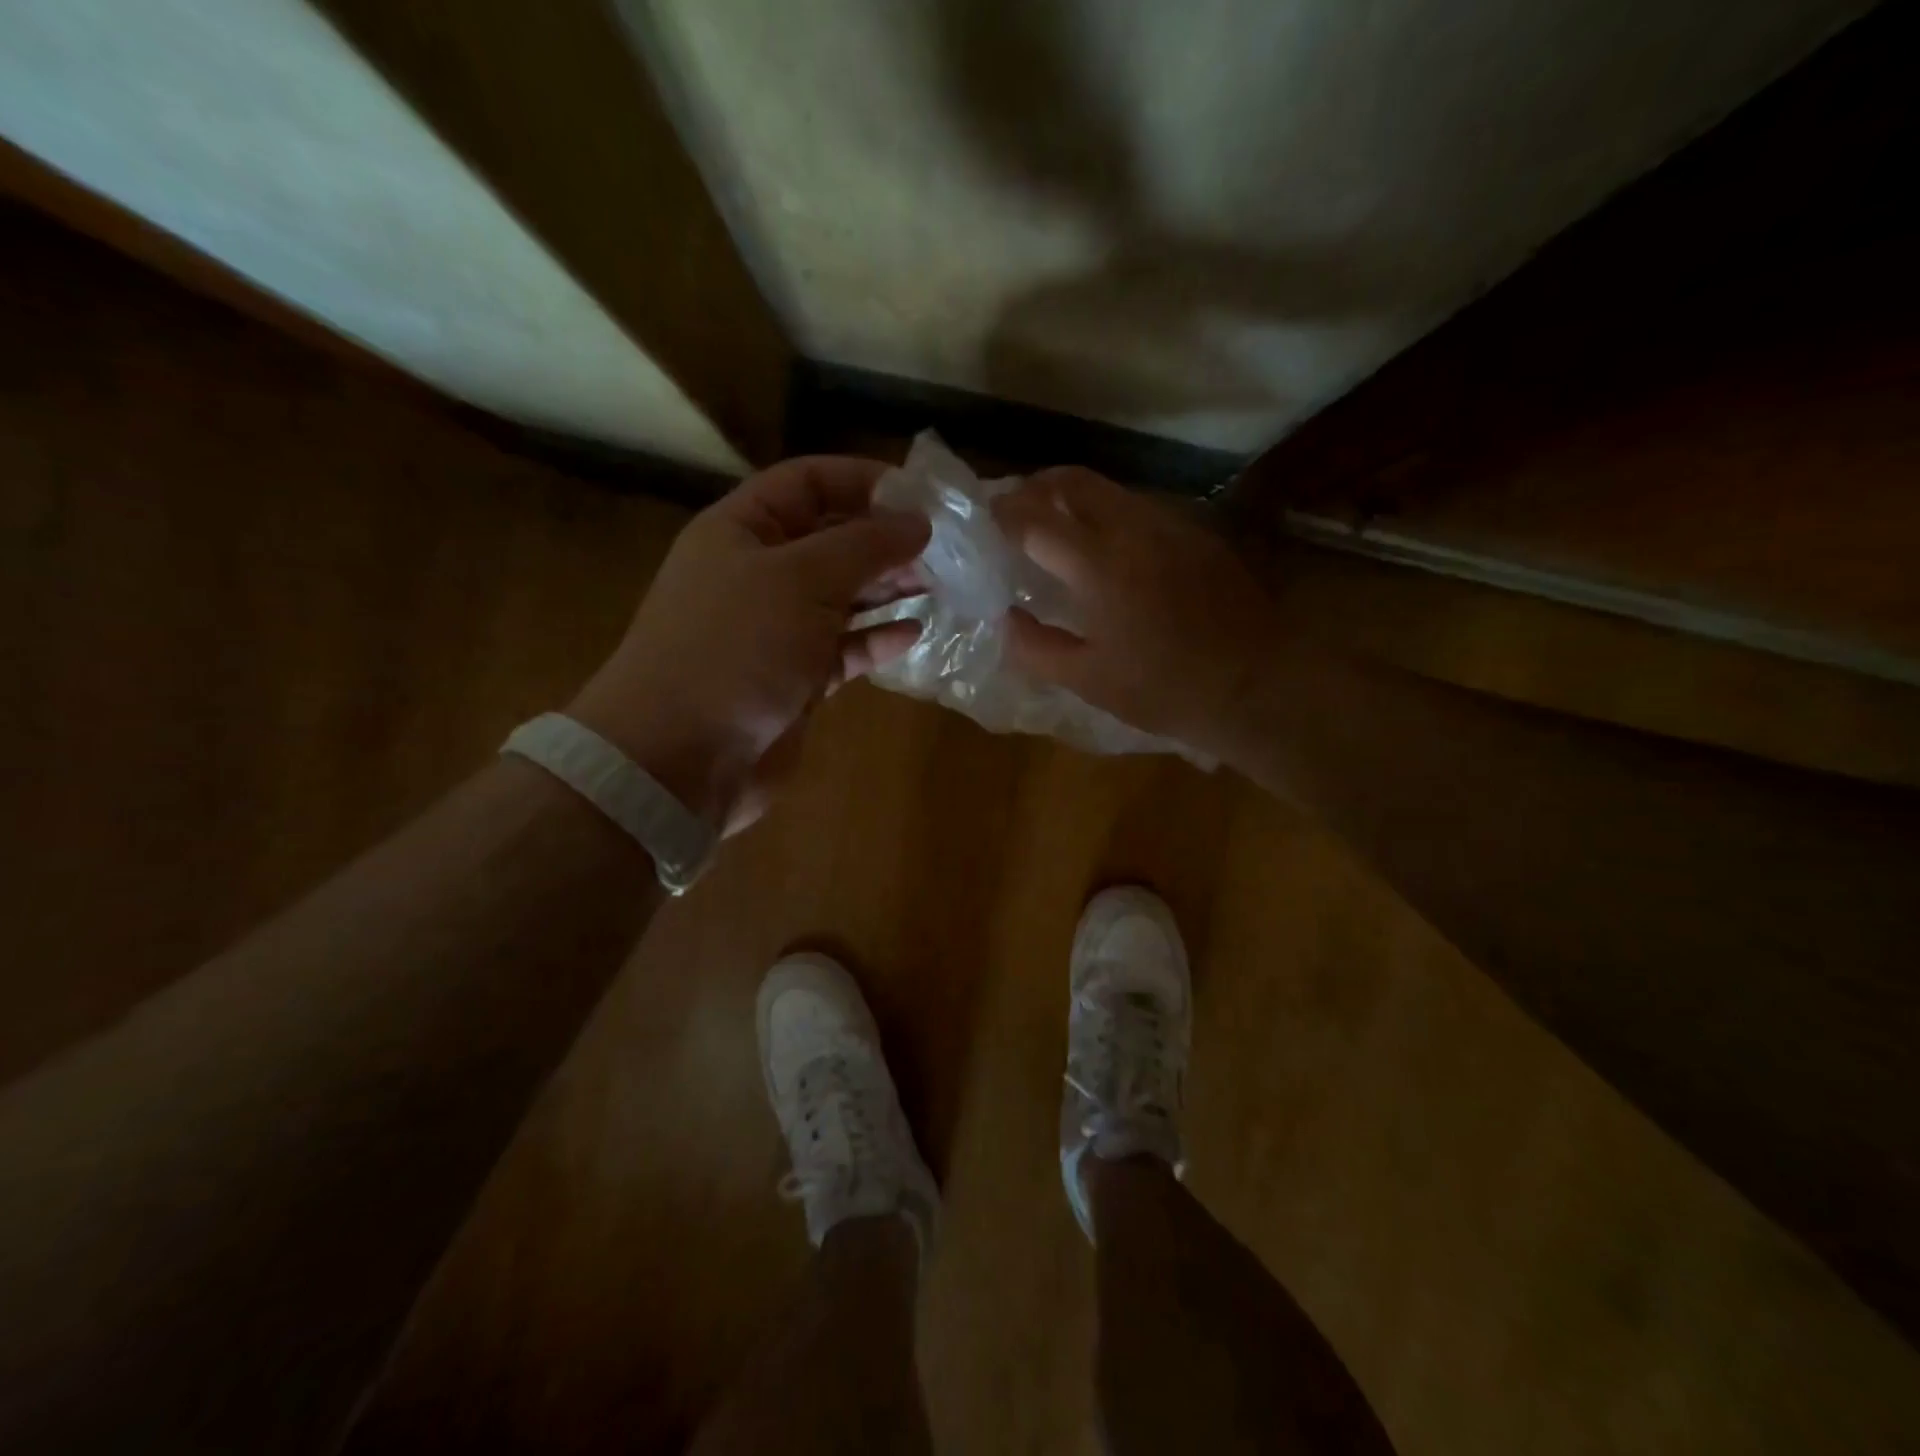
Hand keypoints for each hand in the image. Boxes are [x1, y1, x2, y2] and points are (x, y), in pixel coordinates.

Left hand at [569, 456, 928, 833]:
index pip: (807, 482)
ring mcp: (775, 630)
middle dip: (883, 539)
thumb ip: (864, 545)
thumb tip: (917, 522)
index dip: (862, 480)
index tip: (921, 494)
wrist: (681, 757)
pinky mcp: (794, 680)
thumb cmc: (736, 649)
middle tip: (942, 548)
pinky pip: (843, 649)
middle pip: (829, 540)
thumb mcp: (801, 579)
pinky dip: (876, 640)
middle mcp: (758, 574)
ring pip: (841, 596)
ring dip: (887, 588)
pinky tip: (914, 634)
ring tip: (938, 585)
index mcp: (742, 531)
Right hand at [992, 467, 1282, 761]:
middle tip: (1014, 509)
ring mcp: (1170, 526)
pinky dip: (1108, 512)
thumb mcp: (1089, 681)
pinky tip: (1106, 544)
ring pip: (1110, 490)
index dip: (1003, 514)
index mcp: (1099, 566)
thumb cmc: (1165, 690)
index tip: (983, 519)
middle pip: (1073, 482)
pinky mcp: (1196, 534)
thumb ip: (1037, 647)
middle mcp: (1133, 530)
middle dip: (1036, 487)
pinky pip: (1140, 507)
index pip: (1035, 520)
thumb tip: (1006, 618)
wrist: (1256, 685)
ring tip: (1054, 524)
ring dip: (1073, 497)